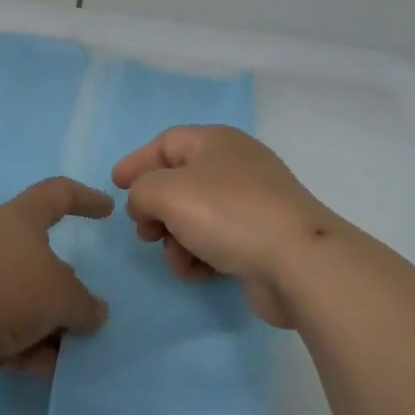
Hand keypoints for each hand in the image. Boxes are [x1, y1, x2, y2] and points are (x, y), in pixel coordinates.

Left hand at [0, 177, 112, 406]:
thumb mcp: (60, 294)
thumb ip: (84, 304)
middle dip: (66, 284)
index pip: (56, 194)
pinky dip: (28, 348)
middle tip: (90, 308)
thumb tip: (94, 313)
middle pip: (39, 258)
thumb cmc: (5, 289)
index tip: (107, 209)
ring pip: (23, 301)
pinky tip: (49, 371)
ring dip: (50, 325)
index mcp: (17, 219)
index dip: (84, 198)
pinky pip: (5, 333)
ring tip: (76, 350)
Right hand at [113, 125, 339, 328]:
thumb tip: (147, 204)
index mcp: (216, 141)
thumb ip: (142, 190)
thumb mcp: (168, 192)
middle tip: (146, 232)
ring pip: (195, 217)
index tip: (115, 186)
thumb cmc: (228, 214)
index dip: (137, 162)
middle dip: (156, 209)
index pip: (166, 142)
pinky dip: (200, 256)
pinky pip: (216, 242)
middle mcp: (235, 166)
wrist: (298, 262)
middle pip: (179, 181)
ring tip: (178, 259)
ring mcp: (252, 203)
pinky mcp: (261, 238)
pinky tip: (199, 273)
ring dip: (176, 240)